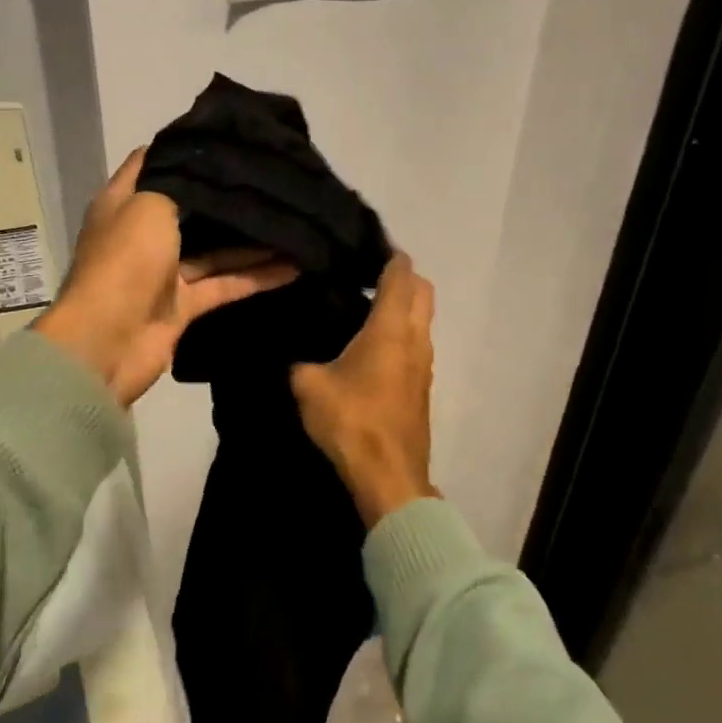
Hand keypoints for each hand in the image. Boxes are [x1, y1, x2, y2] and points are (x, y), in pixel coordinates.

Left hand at [35, 150, 296, 405]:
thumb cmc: (124, 261)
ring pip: (214, 251)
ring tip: (294, 222)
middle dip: (226, 196)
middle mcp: (143, 234)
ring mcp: (164, 273)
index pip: (155, 164)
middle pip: (190, 209)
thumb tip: (206, 163)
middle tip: (272, 178)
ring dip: (252, 242)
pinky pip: (225, 285)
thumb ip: (180, 184)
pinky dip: (256, 277)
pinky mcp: (183, 306)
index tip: (229, 136)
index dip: (186, 148)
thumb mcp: (148, 204)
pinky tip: (293, 266)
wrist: (107, 343)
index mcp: (124, 204)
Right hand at [291, 253, 437, 527]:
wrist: (388, 477)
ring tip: (362, 308)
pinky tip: (369, 347)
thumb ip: (300, 362)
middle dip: (401, 277)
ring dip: (403, 307)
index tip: (365, 246)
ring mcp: (425, 365)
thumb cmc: (351, 421)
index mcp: (391, 328)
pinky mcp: (422, 388)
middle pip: (422, 291)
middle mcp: (416, 339)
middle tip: (364, 276)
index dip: (388, 254)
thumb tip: (296, 357)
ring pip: (422, 320)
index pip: (401, 274)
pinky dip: (400, 333)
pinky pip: (416, 345)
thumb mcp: (308, 385)